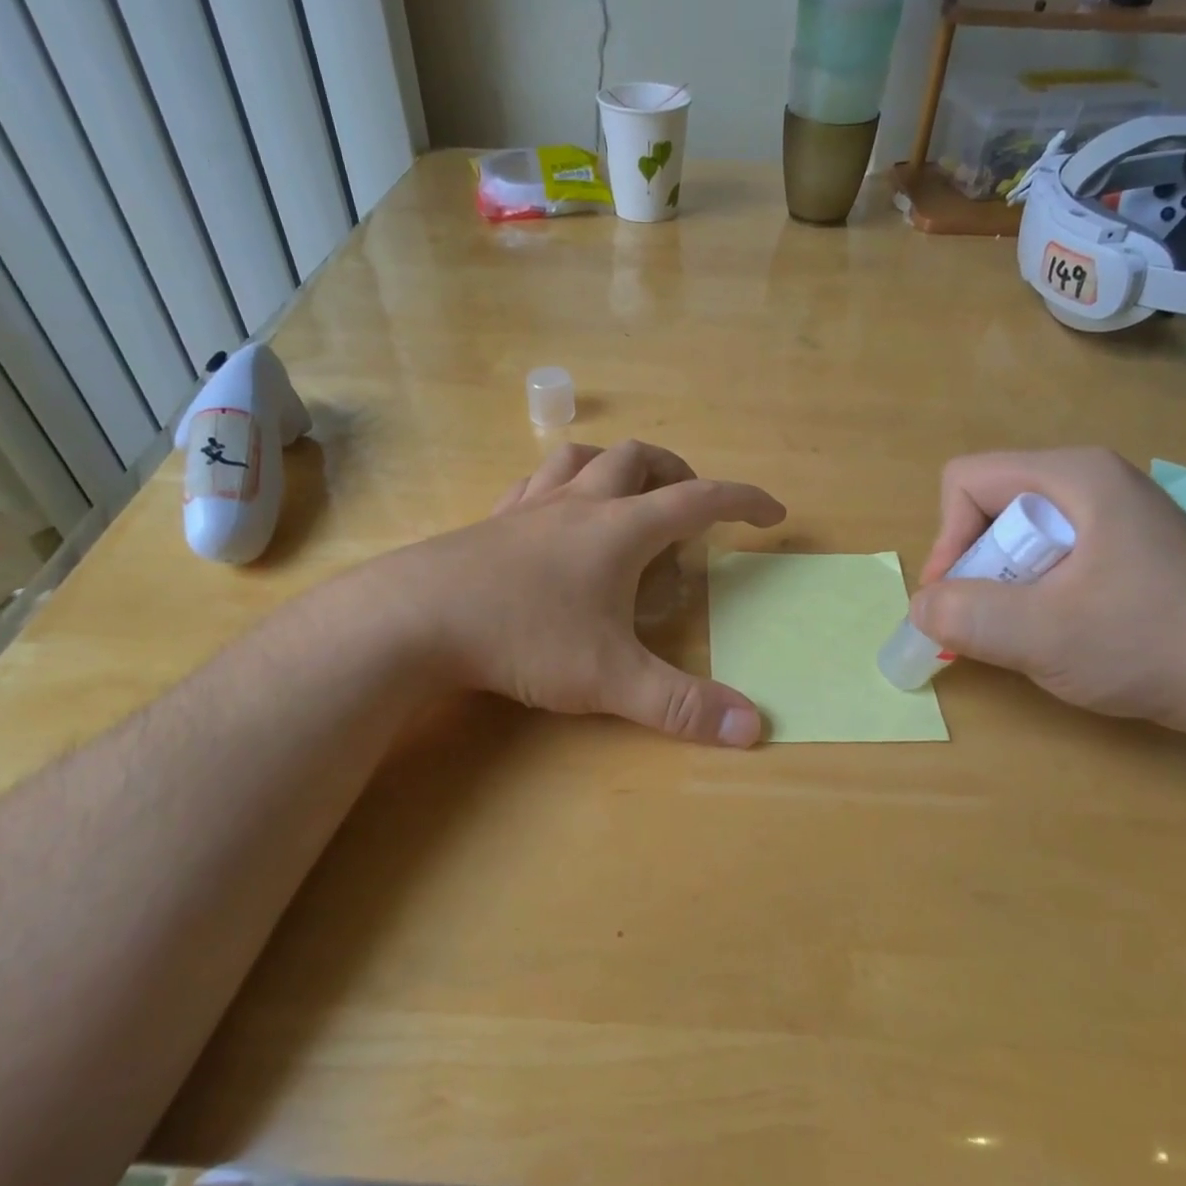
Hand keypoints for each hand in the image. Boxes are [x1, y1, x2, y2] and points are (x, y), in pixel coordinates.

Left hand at [387, 441, 784, 745]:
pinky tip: (554, 514)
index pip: (699, 500)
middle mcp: (579, 504)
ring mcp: (529, 508)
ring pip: (581, 457)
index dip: (742, 502)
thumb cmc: (524, 638)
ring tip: (629, 494)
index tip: (771, 513)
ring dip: (616, 466)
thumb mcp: (611, 679)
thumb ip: (682, 705)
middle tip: (692, 506)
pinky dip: (561, 485)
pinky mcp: (490, 523)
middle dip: (677, 472)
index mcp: (620, 529)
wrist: (414, 620)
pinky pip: (534, 483)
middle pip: (639, 460)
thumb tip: (753, 728)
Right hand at [912, 447, 1185, 737]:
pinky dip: (1033, 595)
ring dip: (1003, 587)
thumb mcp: (1043, 633)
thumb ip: (965, 616)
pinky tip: (1059, 632)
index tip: (957, 600)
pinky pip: (1049, 559)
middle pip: (989, 507)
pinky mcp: (1124, 552)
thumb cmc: (1149, 642)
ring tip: (1027, 631)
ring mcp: (1112, 517)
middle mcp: (1091, 483)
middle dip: (976, 567)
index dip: (947, 539)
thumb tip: (920, 609)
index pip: (966, 481)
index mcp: (1073, 476)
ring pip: (1017, 538)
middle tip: (991, 621)